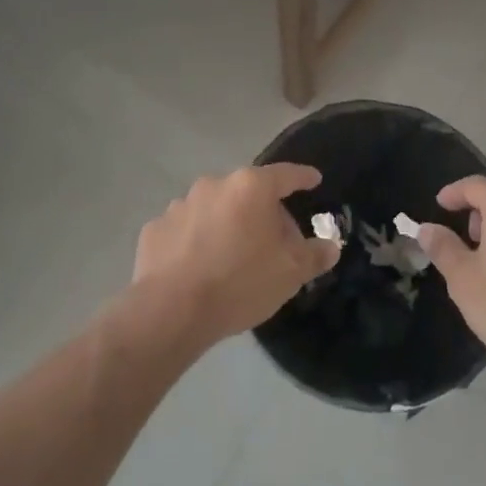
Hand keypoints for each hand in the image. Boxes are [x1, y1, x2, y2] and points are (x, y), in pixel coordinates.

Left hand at [132, 164, 338, 345]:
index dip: (302, 177)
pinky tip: (199, 267)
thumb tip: (329, 247)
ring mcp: (180, 205)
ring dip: (227, 224)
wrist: (172, 310)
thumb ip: (314, 255)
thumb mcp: (291, 273)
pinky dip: (196, 241)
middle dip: (263, 212)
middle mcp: (214, 185)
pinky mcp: (155, 229)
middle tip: (273, 242)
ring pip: (214, 209)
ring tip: (232, 258)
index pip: (286, 174)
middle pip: (248, 193)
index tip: (313, 179)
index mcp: (251, 187)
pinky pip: (185, 230)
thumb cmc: (240, 282)